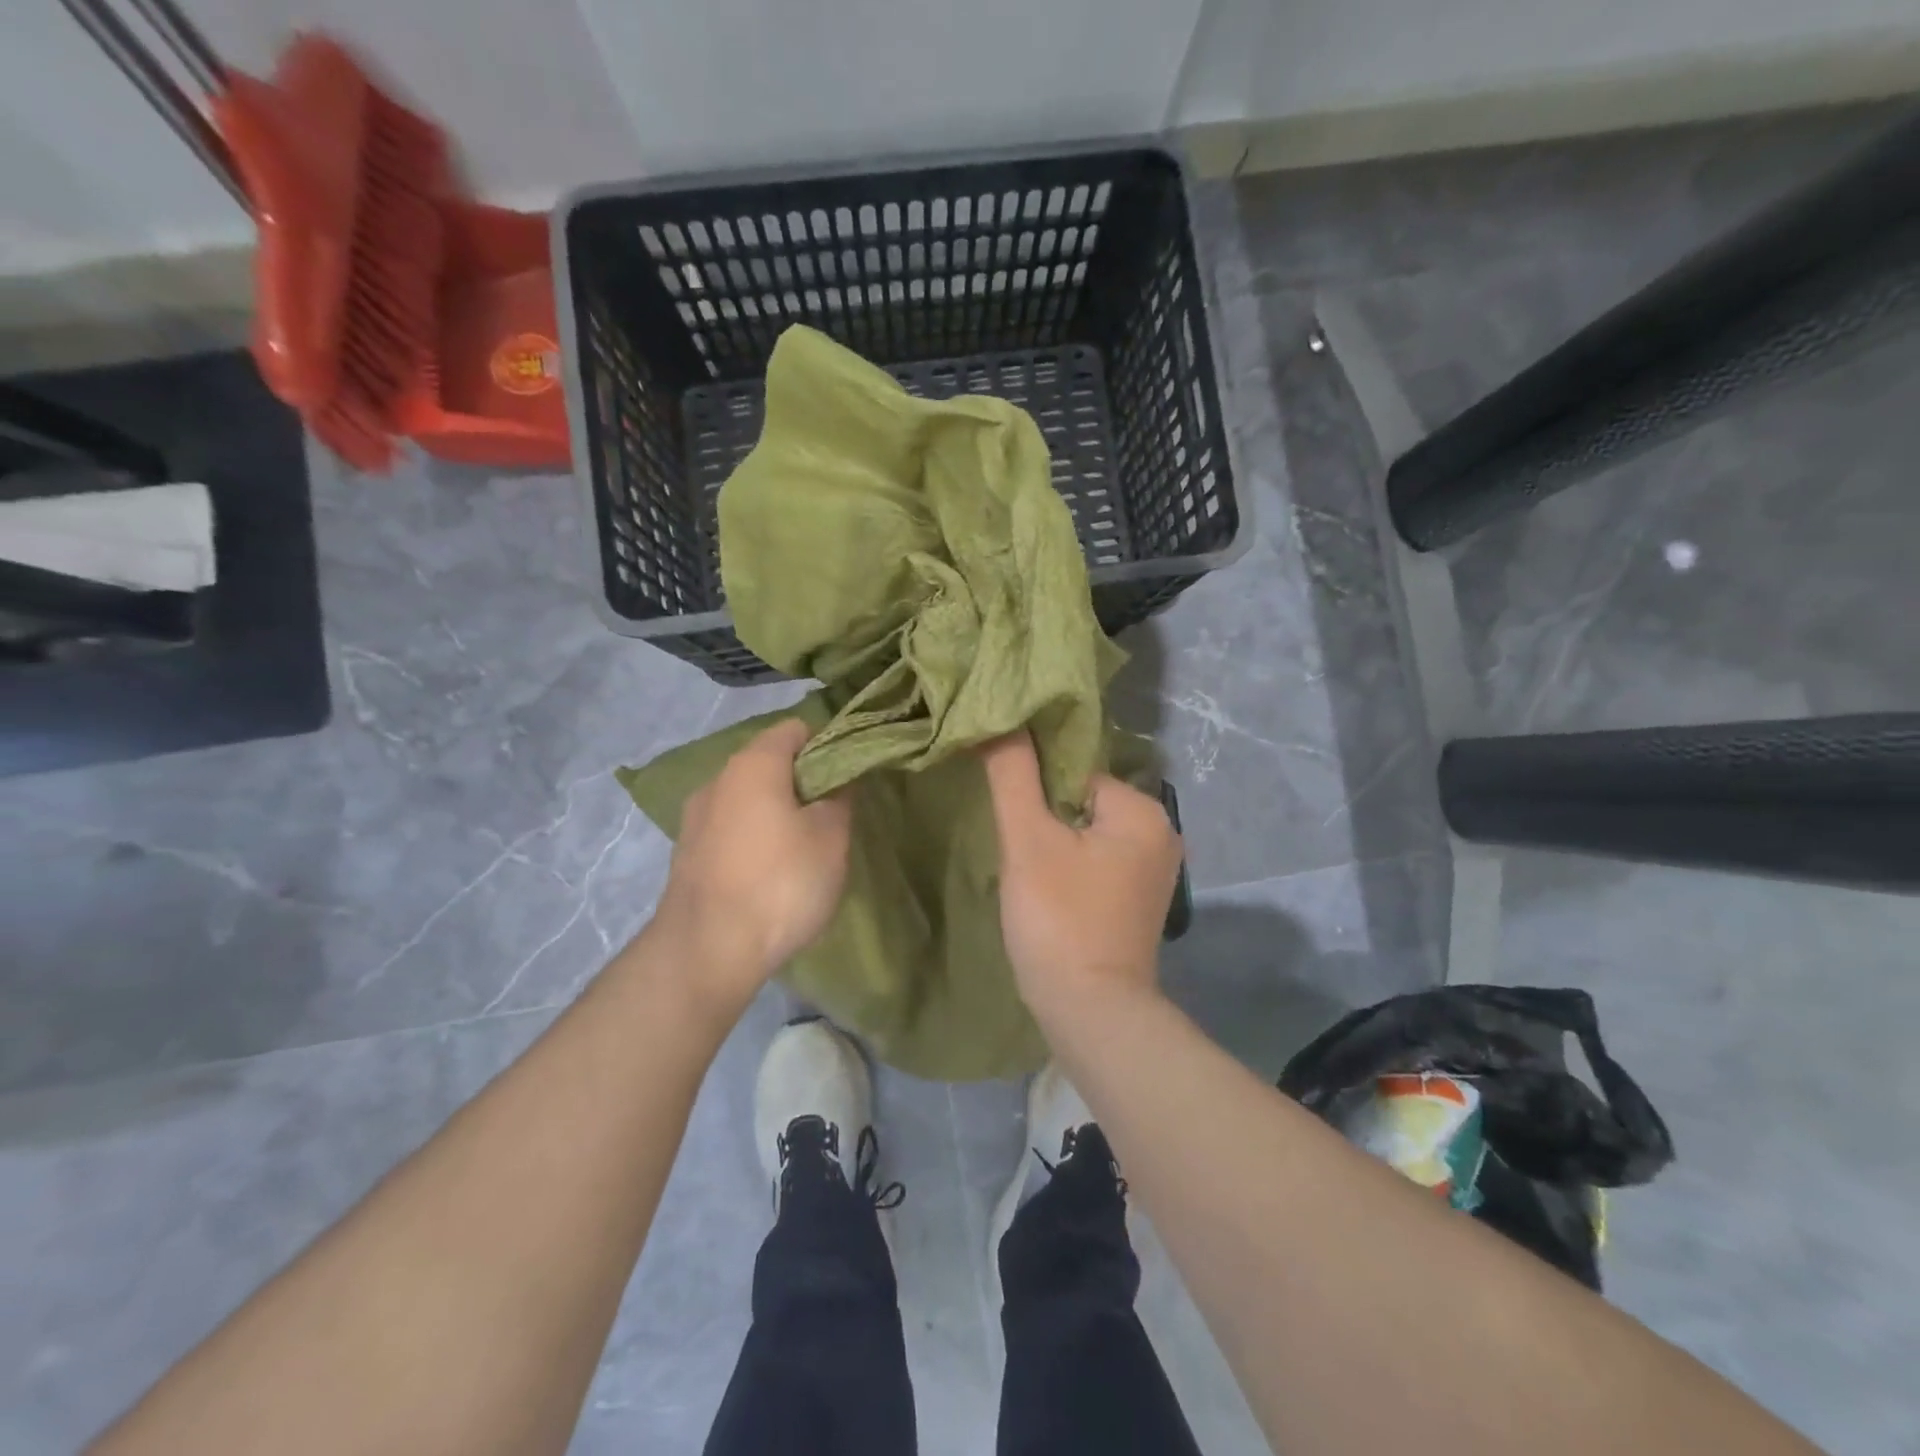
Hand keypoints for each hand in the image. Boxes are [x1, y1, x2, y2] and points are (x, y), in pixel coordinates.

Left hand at [650, 718, 851, 1015]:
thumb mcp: (831, 837)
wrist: (706, 952)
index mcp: (753, 764)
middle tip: (834, 813)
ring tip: (805, 846)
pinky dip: (755, 837)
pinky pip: (732, 828)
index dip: (828, 744)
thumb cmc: (780, 883)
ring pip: (749, 797)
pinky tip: (771, 871)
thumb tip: (838, 780)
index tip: (850, 775)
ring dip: (778, 811)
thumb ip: (840, 797)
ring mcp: (696, 817)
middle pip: (770, 762)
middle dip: (804, 781)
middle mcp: (718, 779)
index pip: (796, 729)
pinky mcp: (688, 853)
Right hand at [983, 731, 1182, 1017]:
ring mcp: (1153, 872)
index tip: (1007, 810)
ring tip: (1025, 869)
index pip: (1075, 770)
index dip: (1034, 786)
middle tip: (1013, 845)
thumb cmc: (1060, 920)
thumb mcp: (1028, 841)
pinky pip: (1097, 863)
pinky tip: (1046, 890)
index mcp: (1143, 811)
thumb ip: (1013, 775)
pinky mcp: (1138, 901)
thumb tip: (1000, 717)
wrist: (1091, 1014)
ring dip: (1053, 843)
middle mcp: (1161, 834)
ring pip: (1087, 833)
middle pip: (1082, 800)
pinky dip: (1070, 867)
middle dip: (1044, 815)